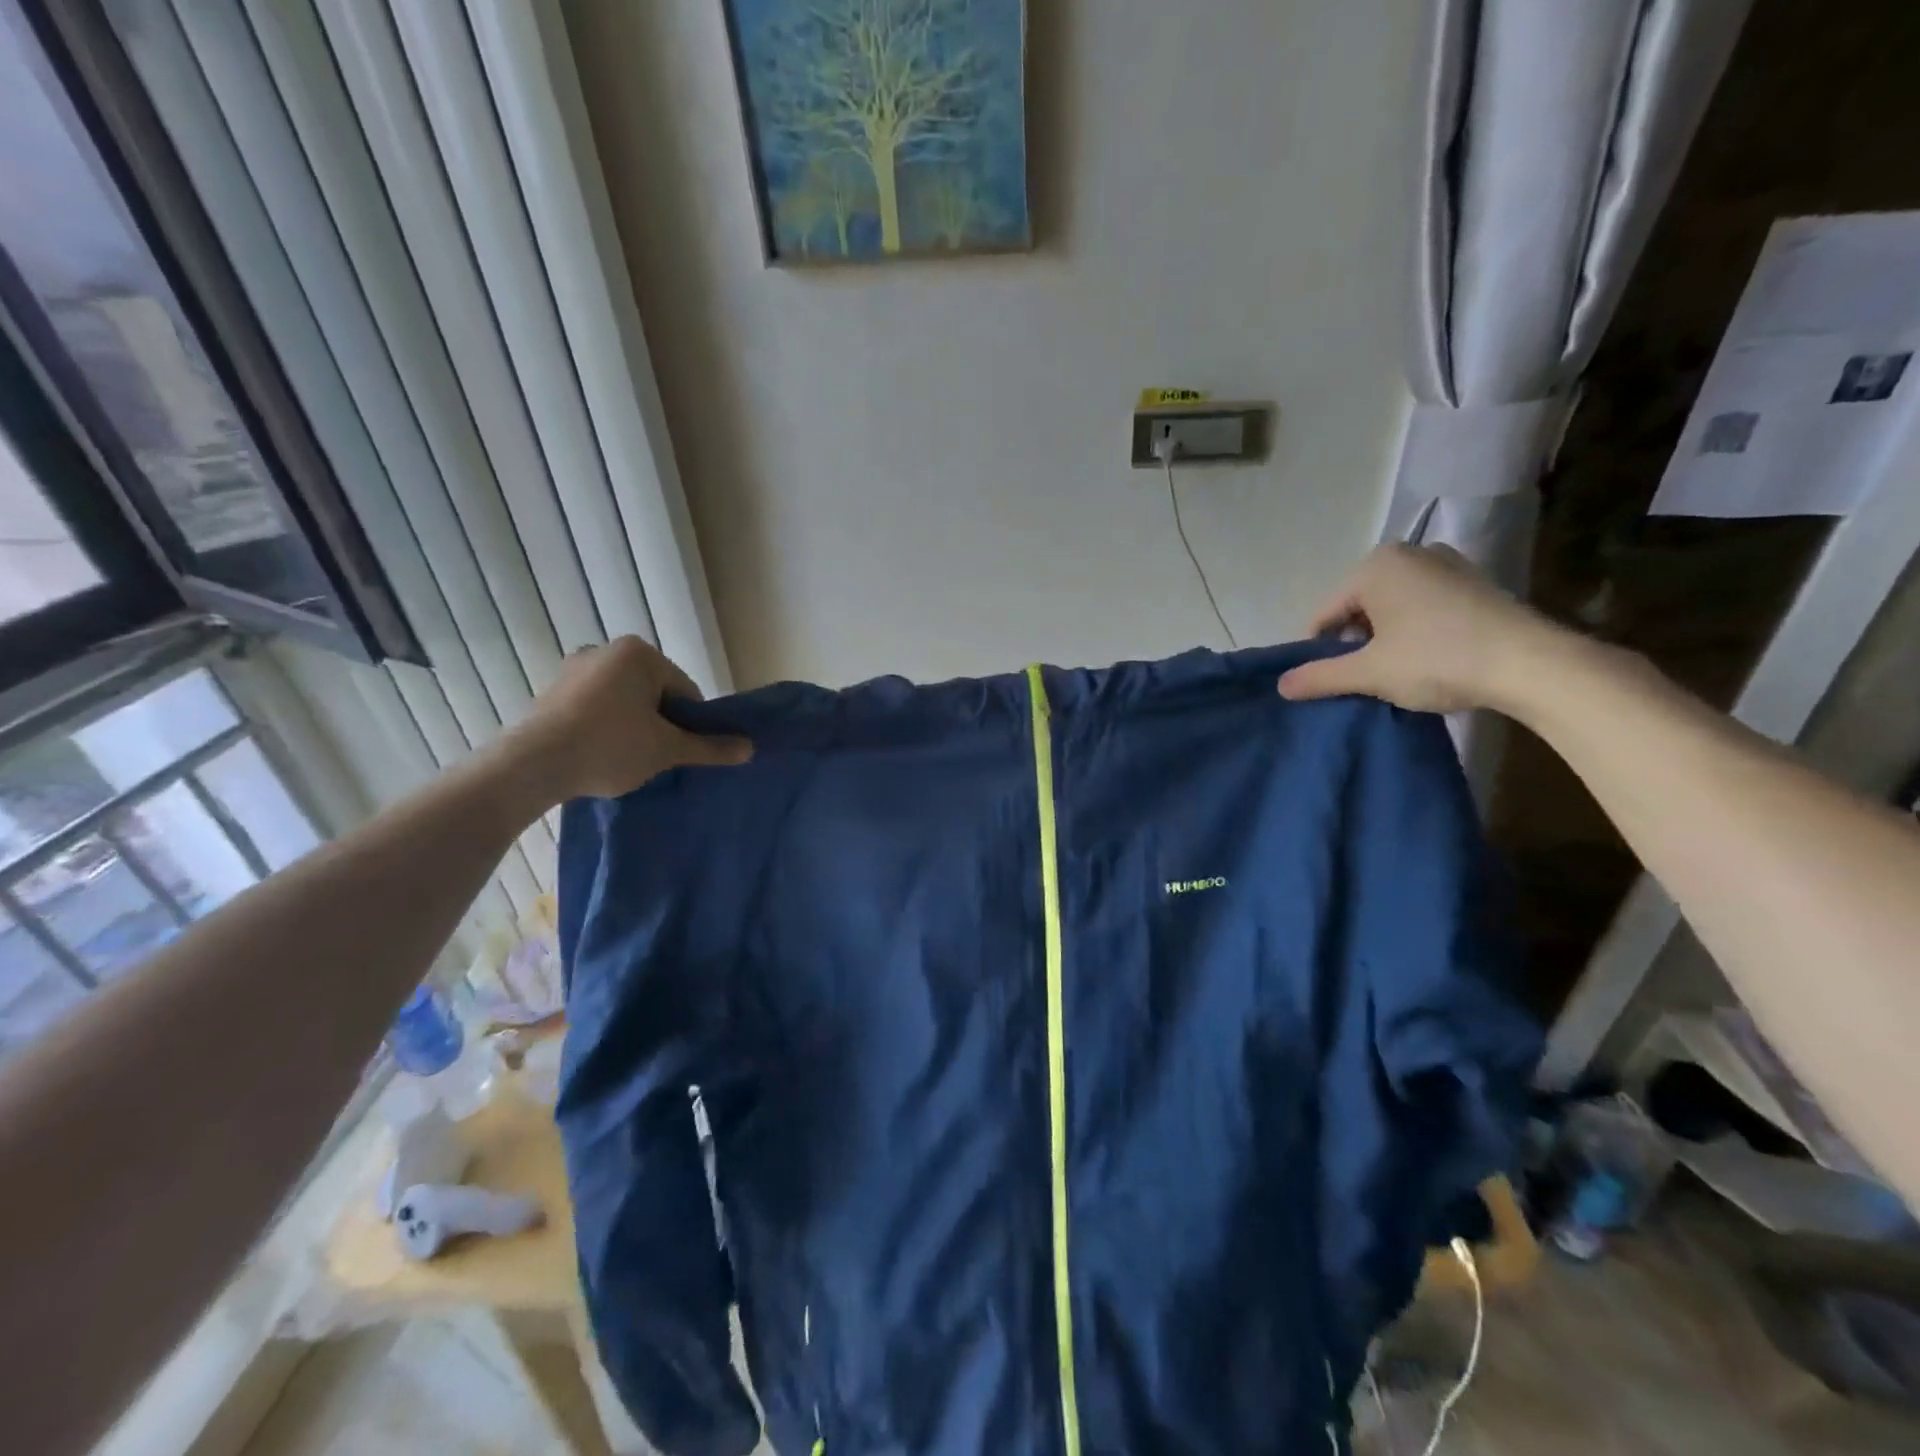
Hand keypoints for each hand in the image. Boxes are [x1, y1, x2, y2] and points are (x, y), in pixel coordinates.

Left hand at [502, 637, 751, 803]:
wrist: (532, 765)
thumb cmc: (610, 746)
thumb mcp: (667, 749)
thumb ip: (709, 747)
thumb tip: (750, 748)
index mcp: (639, 654)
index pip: (685, 690)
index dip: (690, 724)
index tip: (680, 751)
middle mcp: (605, 650)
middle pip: (654, 693)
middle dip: (660, 723)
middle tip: (655, 757)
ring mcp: (573, 669)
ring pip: (624, 701)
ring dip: (633, 726)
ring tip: (627, 759)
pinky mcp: (551, 691)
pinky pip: (594, 707)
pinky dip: (604, 726)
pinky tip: (600, 754)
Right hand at [1276, 544, 1556, 712]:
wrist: (1531, 664)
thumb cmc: (1436, 659)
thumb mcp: (1369, 673)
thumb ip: (1320, 677)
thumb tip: (1280, 685)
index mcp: (1374, 566)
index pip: (1324, 614)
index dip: (1320, 652)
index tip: (1331, 682)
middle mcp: (1408, 553)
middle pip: (1357, 608)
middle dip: (1354, 643)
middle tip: (1367, 678)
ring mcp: (1445, 564)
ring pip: (1390, 608)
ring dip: (1384, 639)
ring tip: (1397, 672)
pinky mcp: (1473, 582)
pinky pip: (1422, 606)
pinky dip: (1414, 630)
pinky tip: (1428, 658)